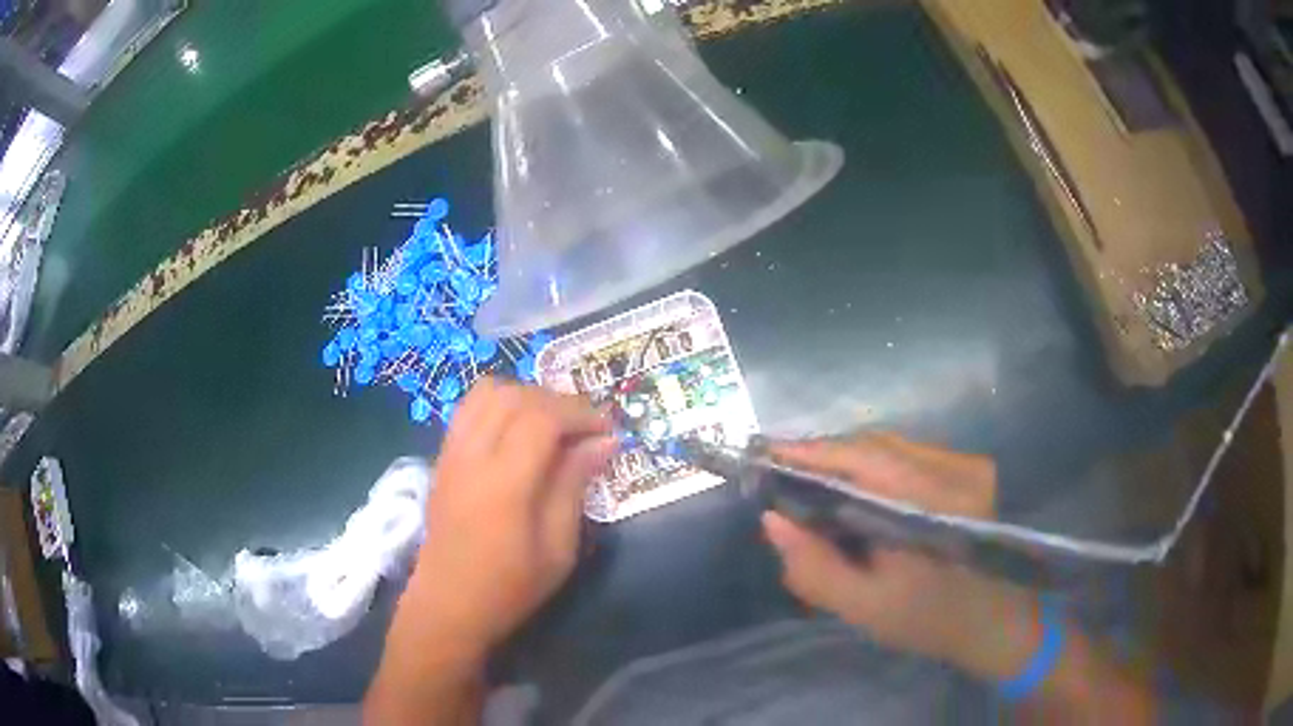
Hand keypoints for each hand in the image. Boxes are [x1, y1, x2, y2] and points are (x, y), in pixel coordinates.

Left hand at [410, 378, 615, 657]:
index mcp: (505, 481)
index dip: (580, 413)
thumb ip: (575, 486)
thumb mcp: (558, 548)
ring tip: (550, 425)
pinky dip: (499, 404)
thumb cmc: (510, 587)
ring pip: (487, 392)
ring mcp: (451, 452)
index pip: (543, 416)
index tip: (607, 430)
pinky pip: (469, 408)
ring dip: (525, 396)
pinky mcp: (442, 457)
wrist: (448, 605)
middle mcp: (473, 455)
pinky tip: (516, 432)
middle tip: (584, 429)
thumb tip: (603, 442)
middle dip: (557, 401)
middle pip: (515, 395)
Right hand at [761, 434, 1039, 678]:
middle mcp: (954, 472)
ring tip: (811, 478)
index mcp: (932, 507)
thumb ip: (814, 567)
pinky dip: (876, 463)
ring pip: (892, 445)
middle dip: (824, 455)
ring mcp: (967, 464)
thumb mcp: (862, 607)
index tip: (765, 454)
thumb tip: (772, 519)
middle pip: (876, 444)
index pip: (864, 459)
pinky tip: (857, 484)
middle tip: (781, 471)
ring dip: (849, 457)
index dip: (812, 452)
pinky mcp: (971, 466)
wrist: (992, 621)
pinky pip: (910, 452)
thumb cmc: (927, 620)